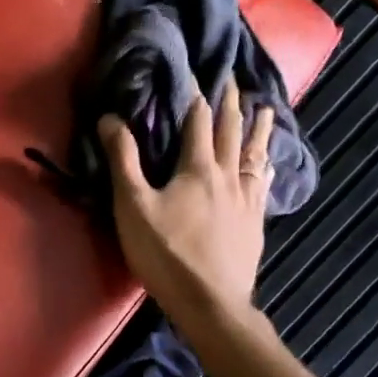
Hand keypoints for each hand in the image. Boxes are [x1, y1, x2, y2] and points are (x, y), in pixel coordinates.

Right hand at [99, 82, 274, 330]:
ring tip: (265, 109)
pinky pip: (262, 183)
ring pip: (253, 155)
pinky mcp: (255, 222)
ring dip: (257, 129)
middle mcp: (226, 175)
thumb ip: (123, 160)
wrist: (210, 303)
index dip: (197, 95)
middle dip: (231, 104)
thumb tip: (111, 117)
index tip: (199, 73)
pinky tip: (267, 165)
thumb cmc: (167, 253)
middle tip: (234, 80)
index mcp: (197, 167)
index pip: (198, 120)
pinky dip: (264, 166)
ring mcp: (246, 199)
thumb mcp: (133, 206)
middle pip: (230, 132)